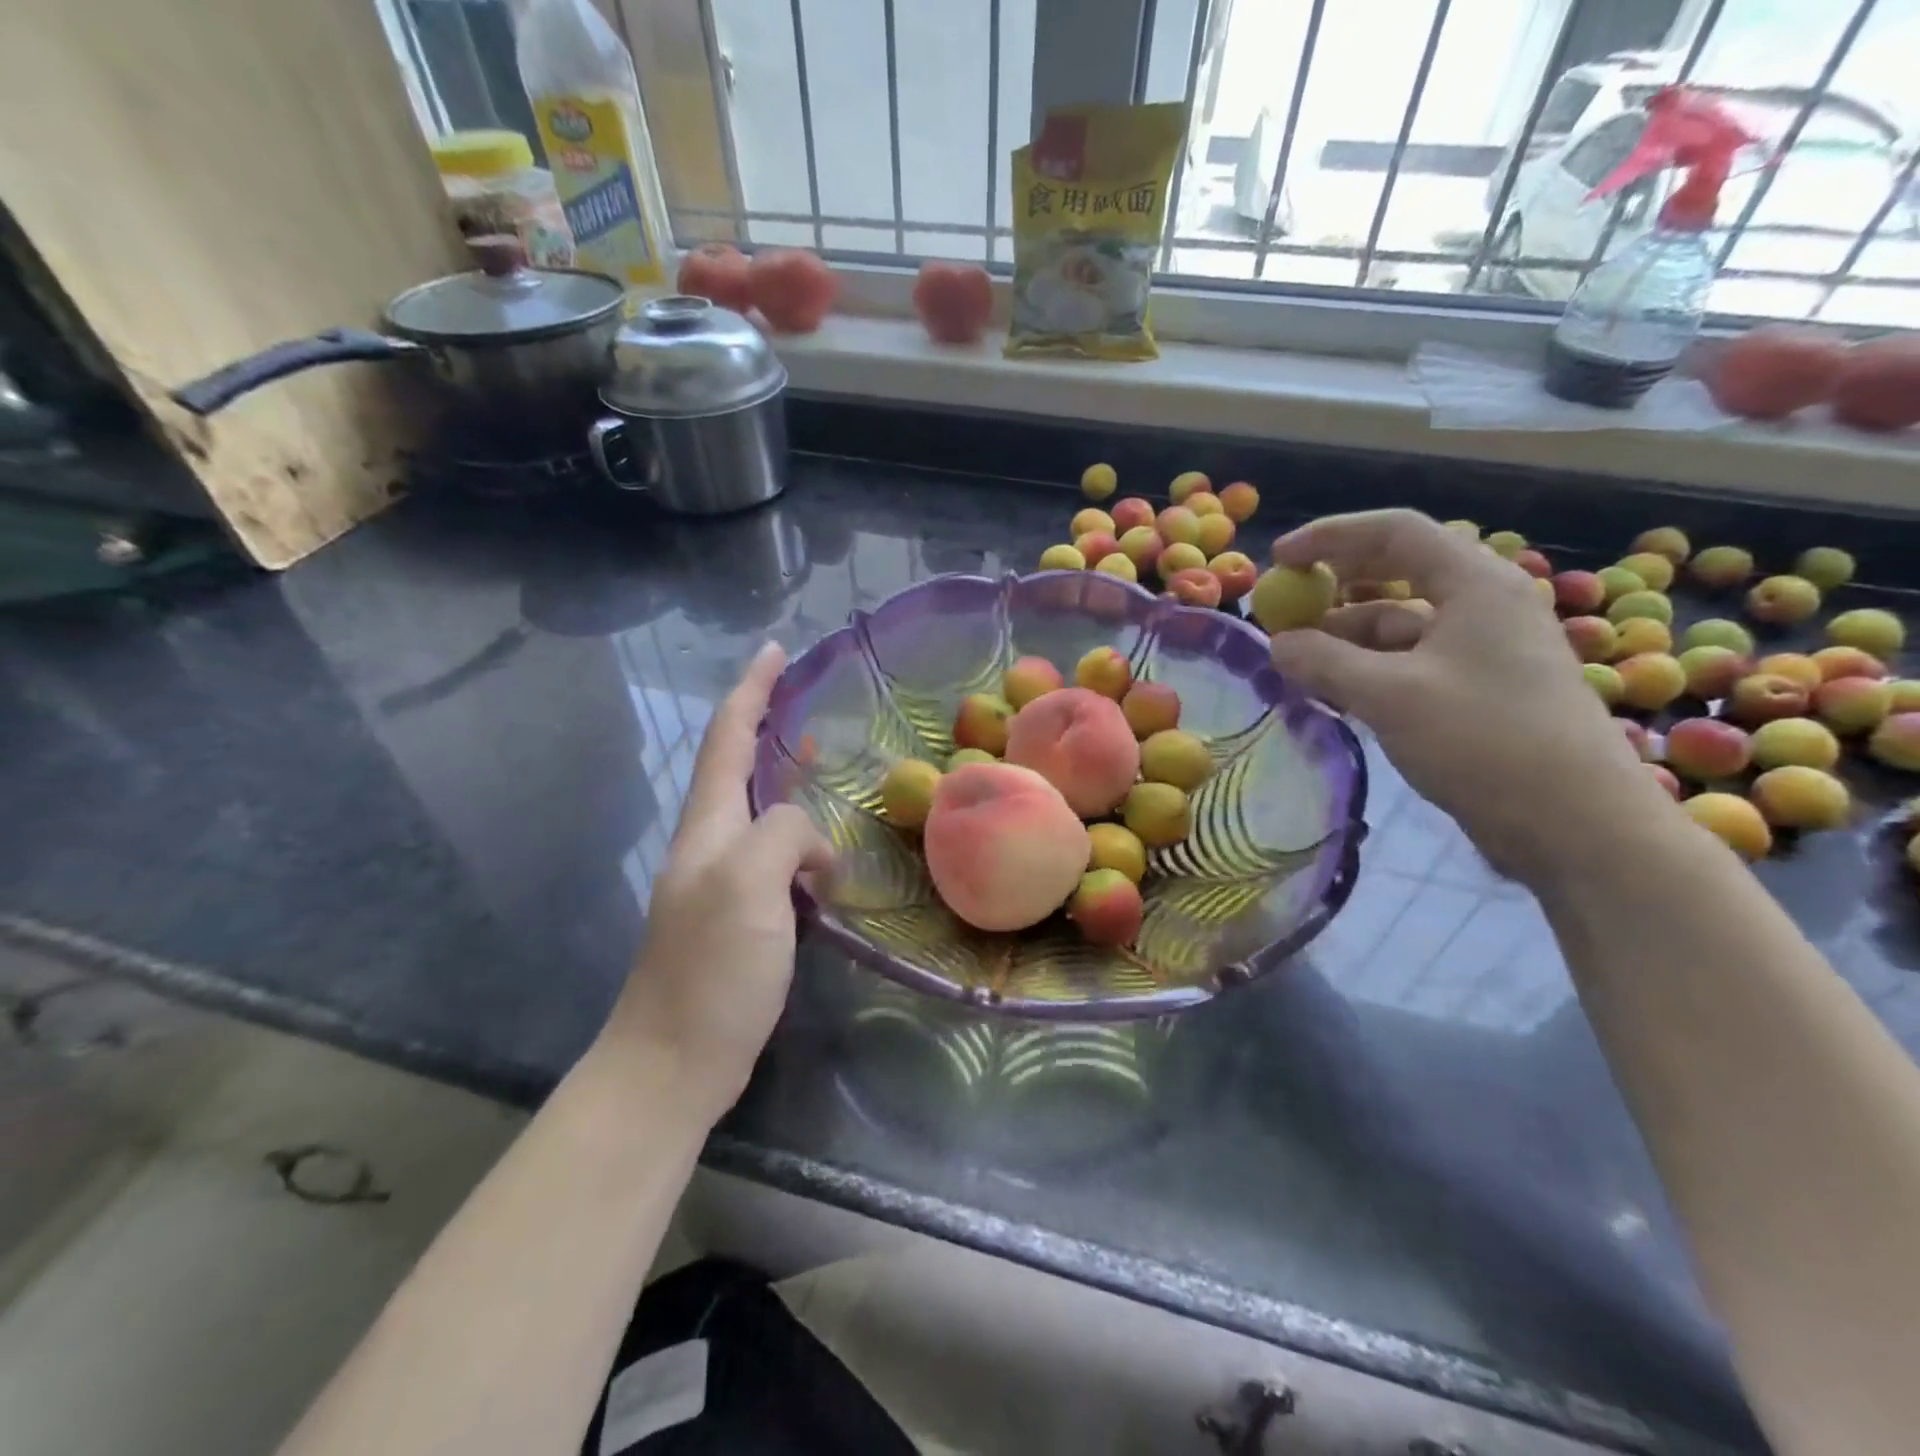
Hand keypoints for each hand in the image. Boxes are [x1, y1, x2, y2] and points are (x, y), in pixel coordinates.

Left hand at [602, 643, 832, 1121]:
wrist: (674, 1061)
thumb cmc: (709, 969)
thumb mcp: (748, 884)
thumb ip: (783, 835)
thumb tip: (814, 846)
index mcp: (708, 826)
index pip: (727, 739)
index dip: (751, 690)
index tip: (775, 650)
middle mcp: (711, 844)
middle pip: (739, 766)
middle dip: (767, 725)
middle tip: (809, 701)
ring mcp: (725, 882)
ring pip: (762, 812)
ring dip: (788, 781)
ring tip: (824, 761)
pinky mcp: (745, 916)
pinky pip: (778, 857)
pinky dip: (803, 838)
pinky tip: (827, 851)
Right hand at [1265, 510, 1661, 881]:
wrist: (1576, 824)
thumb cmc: (1485, 741)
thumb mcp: (1389, 695)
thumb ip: (1323, 662)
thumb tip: (1276, 644)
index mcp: (1474, 584)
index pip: (1394, 532)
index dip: (1330, 537)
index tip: (1278, 559)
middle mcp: (1481, 605)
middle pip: (1396, 574)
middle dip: (1333, 588)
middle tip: (1282, 610)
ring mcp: (1481, 650)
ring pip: (1397, 625)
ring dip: (1343, 637)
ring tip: (1293, 662)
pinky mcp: (1476, 691)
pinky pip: (1407, 663)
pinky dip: (1364, 669)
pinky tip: (1330, 691)